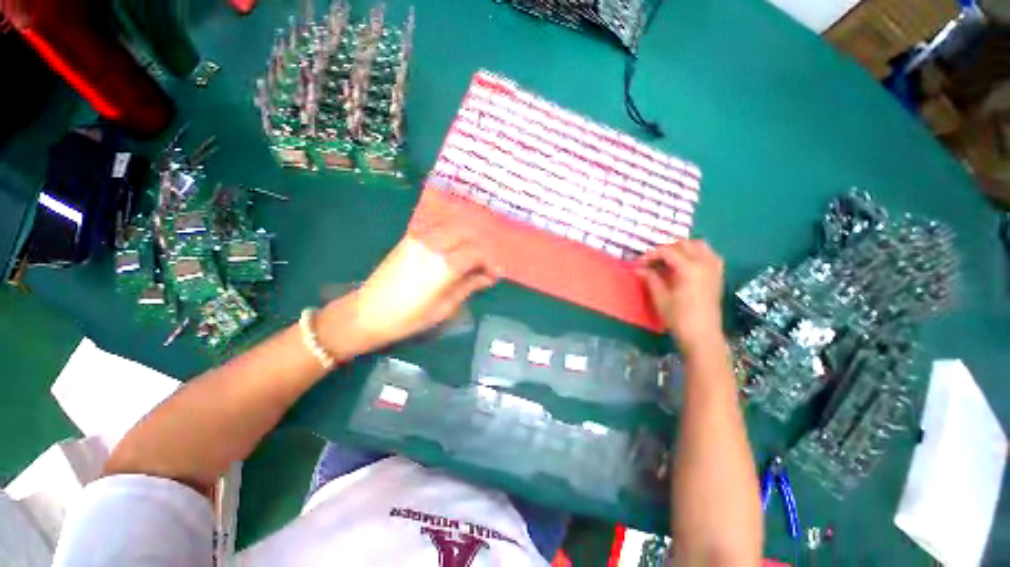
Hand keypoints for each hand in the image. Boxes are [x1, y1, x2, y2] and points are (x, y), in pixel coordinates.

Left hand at [320, 208, 498, 356]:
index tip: (495, 274)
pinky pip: (438, 228)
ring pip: (453, 226)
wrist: (367, 313)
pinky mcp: (409, 238)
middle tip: (484, 263)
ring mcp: (419, 238)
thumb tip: (489, 277)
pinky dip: (452, 233)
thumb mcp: (446, 307)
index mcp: (444, 265)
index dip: (490, 262)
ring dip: (467, 237)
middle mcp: (434, 245)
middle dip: (480, 246)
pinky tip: (455, 247)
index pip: (476, 253)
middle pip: (467, 233)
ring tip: (471, 255)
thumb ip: (469, 286)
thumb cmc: (409, 318)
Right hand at [638, 240, 724, 354]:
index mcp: (690, 268)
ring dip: (682, 248)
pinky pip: (709, 254)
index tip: (639, 263)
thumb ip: (650, 278)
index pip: (667, 251)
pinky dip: (696, 254)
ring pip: (699, 245)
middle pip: (684, 244)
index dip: (650, 255)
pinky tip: (686, 264)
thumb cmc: (679, 318)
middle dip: (666, 249)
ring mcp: (714, 268)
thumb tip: (638, 268)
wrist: (702, 336)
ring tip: (668, 260)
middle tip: (652, 262)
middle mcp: (705, 263)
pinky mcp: (718, 275)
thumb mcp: (660, 297)